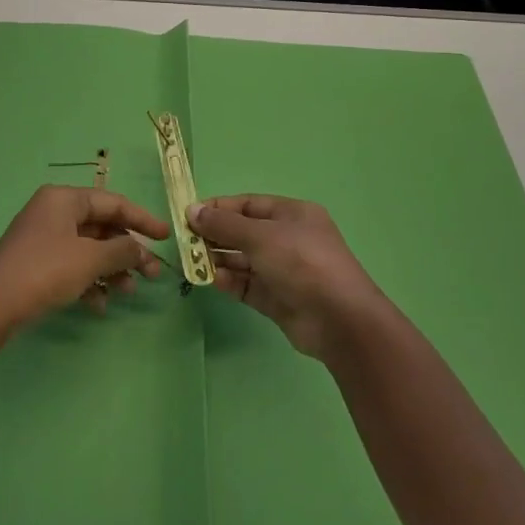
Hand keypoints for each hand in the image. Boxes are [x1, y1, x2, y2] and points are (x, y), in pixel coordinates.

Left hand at [0, 185, 169, 338]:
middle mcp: (53, 212)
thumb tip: (140, 249)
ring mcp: (43, 238)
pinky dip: (88, 281)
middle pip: (102, 227)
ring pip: (89, 249)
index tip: (166, 236)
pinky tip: (98, 305)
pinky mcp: (36, 263)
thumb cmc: (45, 271)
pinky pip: (72, 265)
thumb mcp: (90, 260)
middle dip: (127, 251)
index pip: (113, 202)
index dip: (142, 219)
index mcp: (64, 199)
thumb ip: (122, 250)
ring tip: (127, 292)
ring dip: (111, 269)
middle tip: (151, 274)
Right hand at [188, 195, 391, 361]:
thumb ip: (224, 224)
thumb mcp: (261, 236)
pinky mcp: (278, 299)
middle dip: (215, 236)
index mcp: (292, 215)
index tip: (189, 215)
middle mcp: (288, 239)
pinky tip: (213, 281)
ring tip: (193, 262)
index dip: (219, 208)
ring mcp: (284, 270)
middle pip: (244, 233)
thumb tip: (192, 210)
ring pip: (244, 261)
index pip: (249, 205)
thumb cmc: (301, 262)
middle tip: (185, 242)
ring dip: (219, 260)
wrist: (339, 319)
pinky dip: (230, 282)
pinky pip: (248, 285)